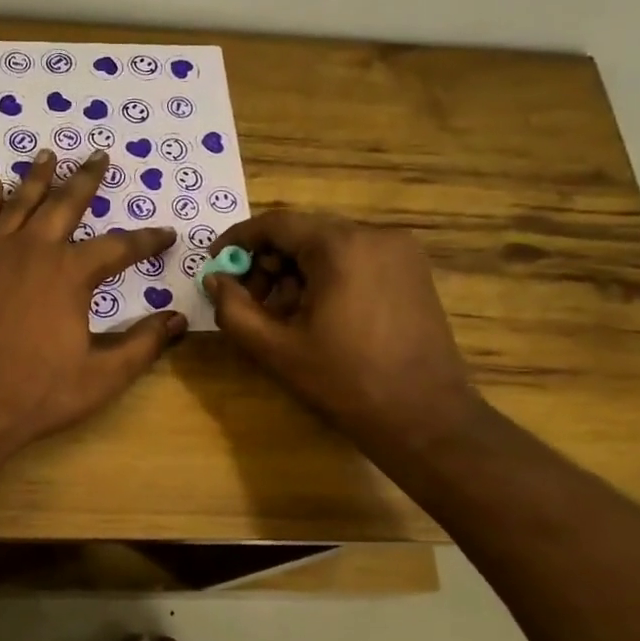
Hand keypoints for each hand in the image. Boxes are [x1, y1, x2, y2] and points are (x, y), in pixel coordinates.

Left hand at [0, 150, 184, 453]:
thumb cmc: (36, 393)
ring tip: (47, 154)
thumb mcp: (101, 376)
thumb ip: (142, 345)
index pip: (119, 247)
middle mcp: (33, 251)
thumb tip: (178, 319)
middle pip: (65, 204)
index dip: (147, 240)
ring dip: (37, 177)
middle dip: (87, 179)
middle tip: (99, 155)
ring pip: (20, 204)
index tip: (166, 234)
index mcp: (71, 274)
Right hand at [206, 211, 483, 458]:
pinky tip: (316, 314)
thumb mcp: (275, 349)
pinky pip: (355, 258)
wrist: (425, 416)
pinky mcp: (412, 271)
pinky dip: (326, 276)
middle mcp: (375, 234)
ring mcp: (400, 251)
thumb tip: (214, 280)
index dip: (238, 241)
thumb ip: (234, 309)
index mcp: (340, 246)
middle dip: (267, 261)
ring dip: (295, 271)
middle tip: (247, 299)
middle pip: (303, 232)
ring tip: (281, 314)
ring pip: (329, 246)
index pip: (276, 223)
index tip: (215, 265)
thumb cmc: (345, 381)